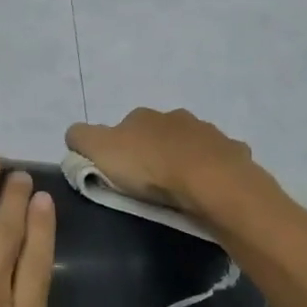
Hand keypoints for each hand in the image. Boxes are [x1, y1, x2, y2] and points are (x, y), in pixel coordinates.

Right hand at [66, 107, 257, 212]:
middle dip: (155, 152)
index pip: (124, 128)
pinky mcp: (232, 152)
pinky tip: (209, 190)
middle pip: (159, 134)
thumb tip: (75, 135)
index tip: (118, 173)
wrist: (209, 181)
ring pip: (191, 145)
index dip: (119, 149)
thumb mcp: (99, 150)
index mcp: (142, 116)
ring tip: (180, 190)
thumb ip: (80, 138)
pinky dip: (212, 171)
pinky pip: (219, 161)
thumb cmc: (149, 166)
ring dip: (185, 160)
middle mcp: (176, 117)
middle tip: (150, 183)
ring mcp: (208, 133)